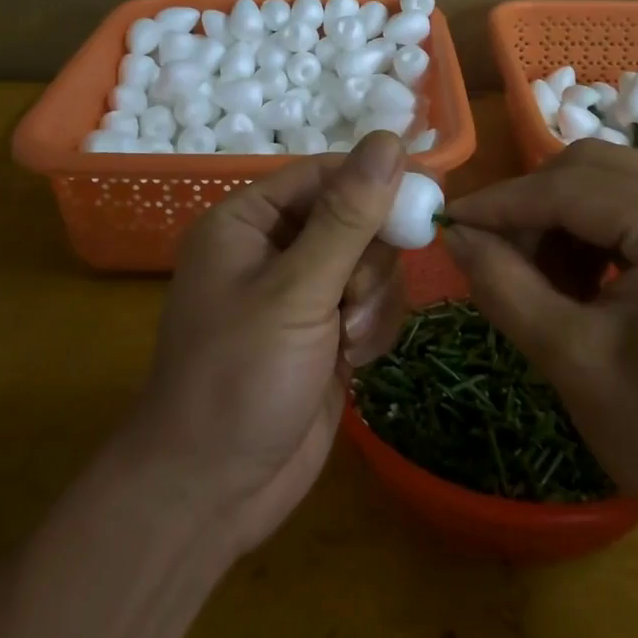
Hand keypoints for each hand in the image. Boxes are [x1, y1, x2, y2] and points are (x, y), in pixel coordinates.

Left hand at [122, 131, 409, 556]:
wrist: (210, 497)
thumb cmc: (238, 380)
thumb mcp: (296, 292)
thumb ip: (348, 217)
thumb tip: (389, 140)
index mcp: (250, 220)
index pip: (326, 173)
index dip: (376, 180)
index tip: (427, 195)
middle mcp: (275, 247)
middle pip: (356, 217)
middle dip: (368, 260)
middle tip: (356, 299)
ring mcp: (303, 291)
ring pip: (372, 262)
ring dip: (373, 300)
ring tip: (349, 340)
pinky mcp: (326, 330)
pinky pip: (374, 303)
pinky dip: (374, 327)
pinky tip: (354, 361)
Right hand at [443, 141, 637, 549]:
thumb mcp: (576, 361)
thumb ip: (504, 286)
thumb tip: (454, 235)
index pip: (570, 187)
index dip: (501, 204)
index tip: (447, 221)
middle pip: (591, 172)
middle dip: (532, 211)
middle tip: (491, 258)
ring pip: (609, 188)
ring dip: (560, 224)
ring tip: (538, 283)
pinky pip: (635, 212)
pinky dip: (593, 238)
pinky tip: (579, 286)